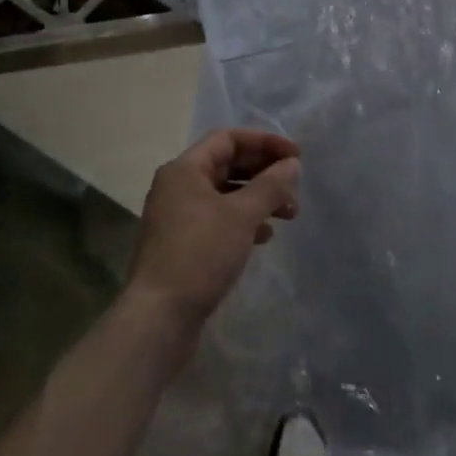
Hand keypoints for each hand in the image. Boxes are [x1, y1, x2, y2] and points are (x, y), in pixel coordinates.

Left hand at [128, 128, 301, 330]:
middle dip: (264, 172)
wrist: (159, 316)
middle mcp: (177, 186)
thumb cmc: (200, 254)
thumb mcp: (241, 215)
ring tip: (289, 214)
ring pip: (225, 194)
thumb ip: (270, 185)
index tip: (296, 156)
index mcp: (184, 169)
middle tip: (295, 186)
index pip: (228, 139)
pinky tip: (264, 236)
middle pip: (227, 164)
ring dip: (258, 198)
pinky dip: (244, 220)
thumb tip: (291, 163)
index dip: (265, 142)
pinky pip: (218, 218)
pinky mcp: (183, 244)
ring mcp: (178, 216)